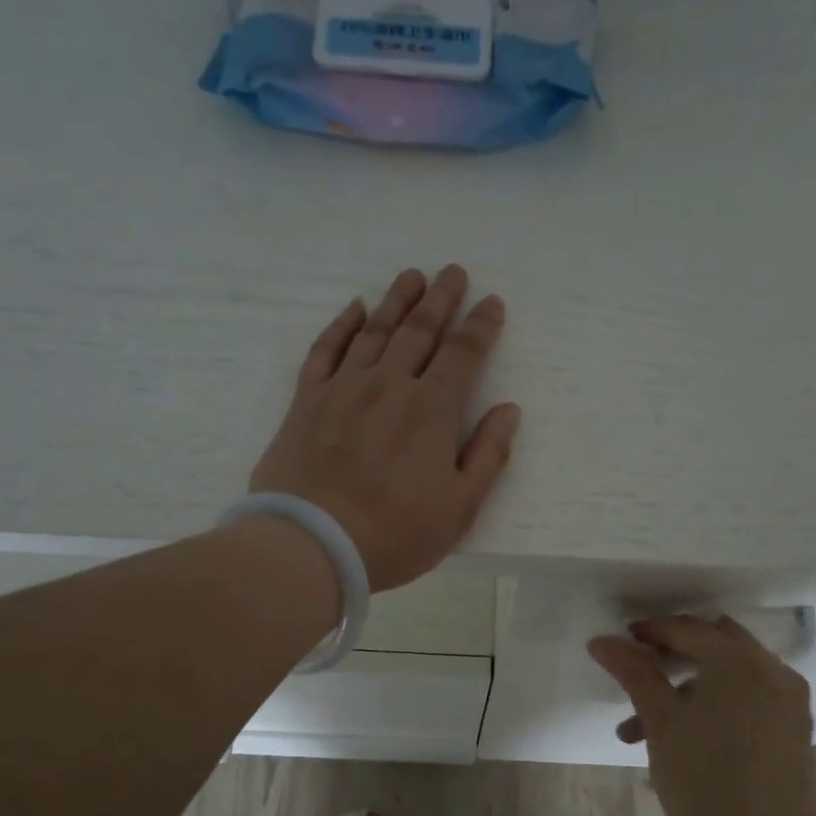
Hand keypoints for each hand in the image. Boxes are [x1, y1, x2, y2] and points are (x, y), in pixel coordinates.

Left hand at [250, 266, 520, 592]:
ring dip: (396, 300)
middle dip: (440, 298)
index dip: (480, 326)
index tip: (491, 302)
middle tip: (453, 271)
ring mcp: (344, 388)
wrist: (312, 543)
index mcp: (432, 410)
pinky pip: (326, 349)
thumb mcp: (460, 507)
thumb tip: (508, 410)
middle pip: (419, 330)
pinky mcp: (307, 400)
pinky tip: (355, 308)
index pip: (463, 354)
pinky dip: (342, 325)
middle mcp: (390, 385)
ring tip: (411, 276)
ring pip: (375, 331)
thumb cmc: (395, 533)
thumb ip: (489, 455)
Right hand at [588, 616, 815, 815]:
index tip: (618, 644)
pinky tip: (680, 740)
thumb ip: (633, 672)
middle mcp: (773, 673)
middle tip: (637, 673)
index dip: (650, 632)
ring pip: (730, 676)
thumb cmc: (702, 782)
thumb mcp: (660, 721)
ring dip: (687, 687)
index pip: (688, 629)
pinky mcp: (793, 734)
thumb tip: (601, 640)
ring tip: (639, 729)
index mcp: (742, 662)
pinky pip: (748, 701)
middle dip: (673, 655)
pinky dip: (715, 705)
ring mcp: (790, 705)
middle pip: (715, 644)